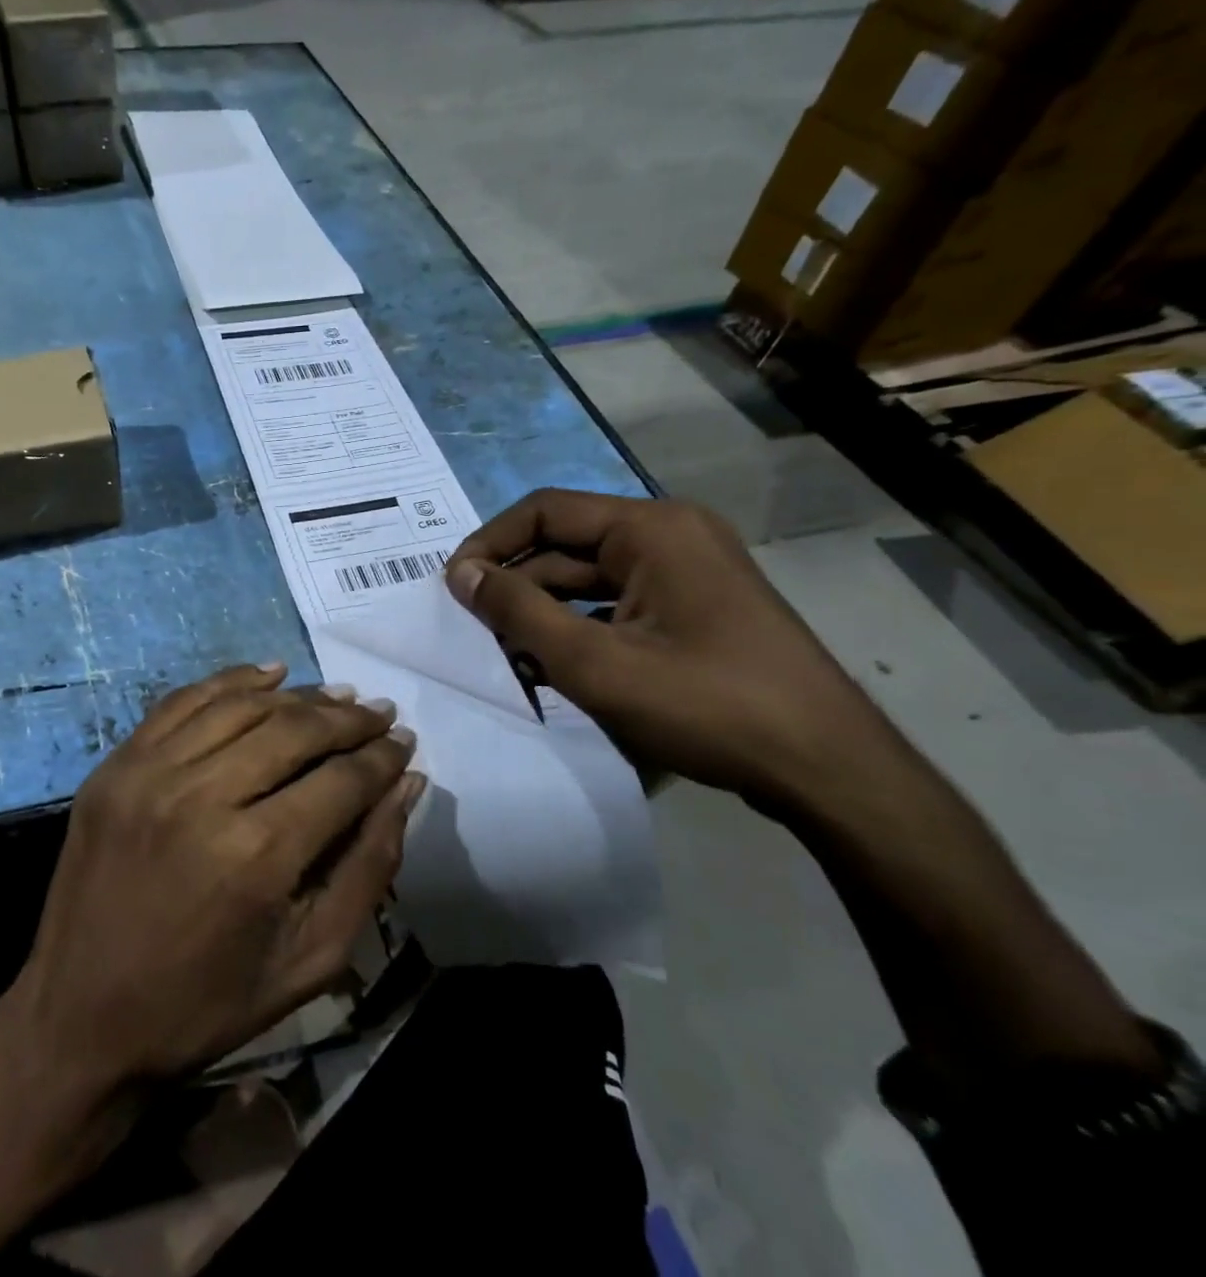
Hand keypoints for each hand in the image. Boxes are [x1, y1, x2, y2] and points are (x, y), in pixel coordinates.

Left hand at [0, 665, 422, 1276]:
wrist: (79, 1017)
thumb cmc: (205, 1005)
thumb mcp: (308, 962)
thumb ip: (368, 869)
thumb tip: (406, 786)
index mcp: (256, 856)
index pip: (341, 780)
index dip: (381, 758)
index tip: (403, 744)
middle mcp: (201, 796)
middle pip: (294, 730)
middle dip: (348, 719)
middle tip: (378, 715)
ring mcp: (149, 772)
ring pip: (241, 705)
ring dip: (298, 696)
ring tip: (334, 696)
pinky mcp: (115, 765)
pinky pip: (182, 702)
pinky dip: (231, 682)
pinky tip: (268, 676)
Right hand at [445, 490, 900, 814]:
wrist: (827, 769)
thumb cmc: (706, 704)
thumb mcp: (594, 661)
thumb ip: (519, 612)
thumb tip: (461, 574)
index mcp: (651, 528)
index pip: (545, 511)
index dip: (490, 544)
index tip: (453, 586)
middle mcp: (670, 535)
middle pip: (566, 546)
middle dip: (517, 587)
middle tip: (475, 632)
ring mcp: (687, 573)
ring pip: (589, 581)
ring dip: (544, 614)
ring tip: (507, 658)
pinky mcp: (695, 609)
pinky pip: (617, 605)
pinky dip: (580, 630)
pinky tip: (553, 669)